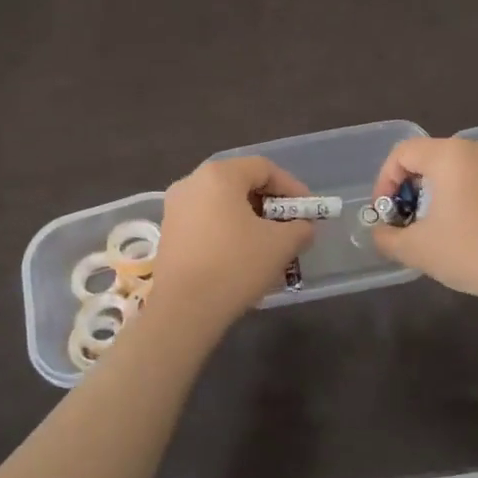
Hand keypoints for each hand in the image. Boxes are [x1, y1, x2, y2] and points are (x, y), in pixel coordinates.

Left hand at [147, 157, 315, 330]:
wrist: (184, 310)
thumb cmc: (235, 265)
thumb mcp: (281, 245)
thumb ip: (300, 228)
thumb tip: (303, 227)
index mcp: (218, 175)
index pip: (264, 168)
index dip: (291, 187)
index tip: (308, 211)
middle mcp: (191, 183)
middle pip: (241, 183)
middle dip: (270, 204)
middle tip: (290, 227)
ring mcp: (175, 209)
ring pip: (222, 205)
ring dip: (250, 220)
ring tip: (269, 245)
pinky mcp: (169, 234)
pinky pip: (207, 222)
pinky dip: (228, 232)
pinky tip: (243, 257)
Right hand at [368, 137, 477, 305]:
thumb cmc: (470, 250)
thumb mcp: (417, 249)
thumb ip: (387, 238)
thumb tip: (380, 233)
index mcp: (447, 155)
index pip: (401, 153)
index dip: (384, 182)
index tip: (384, 214)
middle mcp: (471, 150)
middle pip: (423, 159)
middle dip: (405, 191)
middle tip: (402, 223)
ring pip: (445, 171)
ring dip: (427, 197)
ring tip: (424, 231)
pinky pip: (466, 181)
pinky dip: (450, 199)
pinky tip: (452, 232)